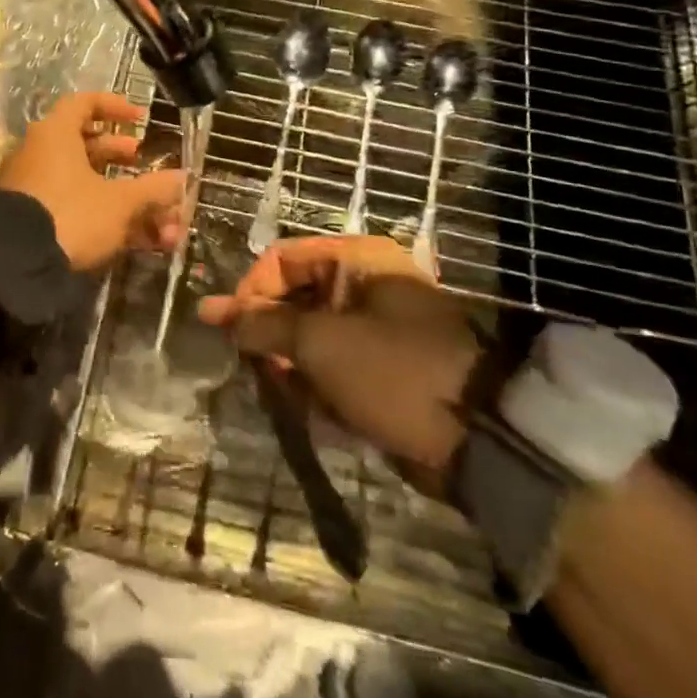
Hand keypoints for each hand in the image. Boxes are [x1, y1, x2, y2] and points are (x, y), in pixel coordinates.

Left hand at [0, 92, 184, 270]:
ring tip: (148, 208)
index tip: (140, 120)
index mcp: (56, 134)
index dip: (114, 107)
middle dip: (120, 155)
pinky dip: (101, 213)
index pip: (84, 103)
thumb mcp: (119, 202)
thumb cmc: (71, 215)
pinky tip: (134, 238)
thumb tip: (183, 178)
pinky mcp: (32, 216)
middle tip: (143, 161)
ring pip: (82, 180)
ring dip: (120, 193)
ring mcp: (33, 185)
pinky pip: (71, 204)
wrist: (14, 264)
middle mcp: (40, 152)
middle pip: (85, 144)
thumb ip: (153, 189)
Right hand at [199, 236, 480, 478]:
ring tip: (287, 394)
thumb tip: (215, 312)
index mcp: (357, 260)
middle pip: (297, 297)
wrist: (481, 439)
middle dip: (271, 333)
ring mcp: (380, 326)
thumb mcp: (320, 343)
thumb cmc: (393, 371)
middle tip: (252, 365)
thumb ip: (264, 325)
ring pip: (314, 335)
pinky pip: (338, 364)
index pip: (283, 258)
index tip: (230, 329)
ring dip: (293, 364)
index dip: (251, 290)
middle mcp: (367, 284)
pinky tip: (317, 411)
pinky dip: (321, 385)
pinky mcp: (388, 366)